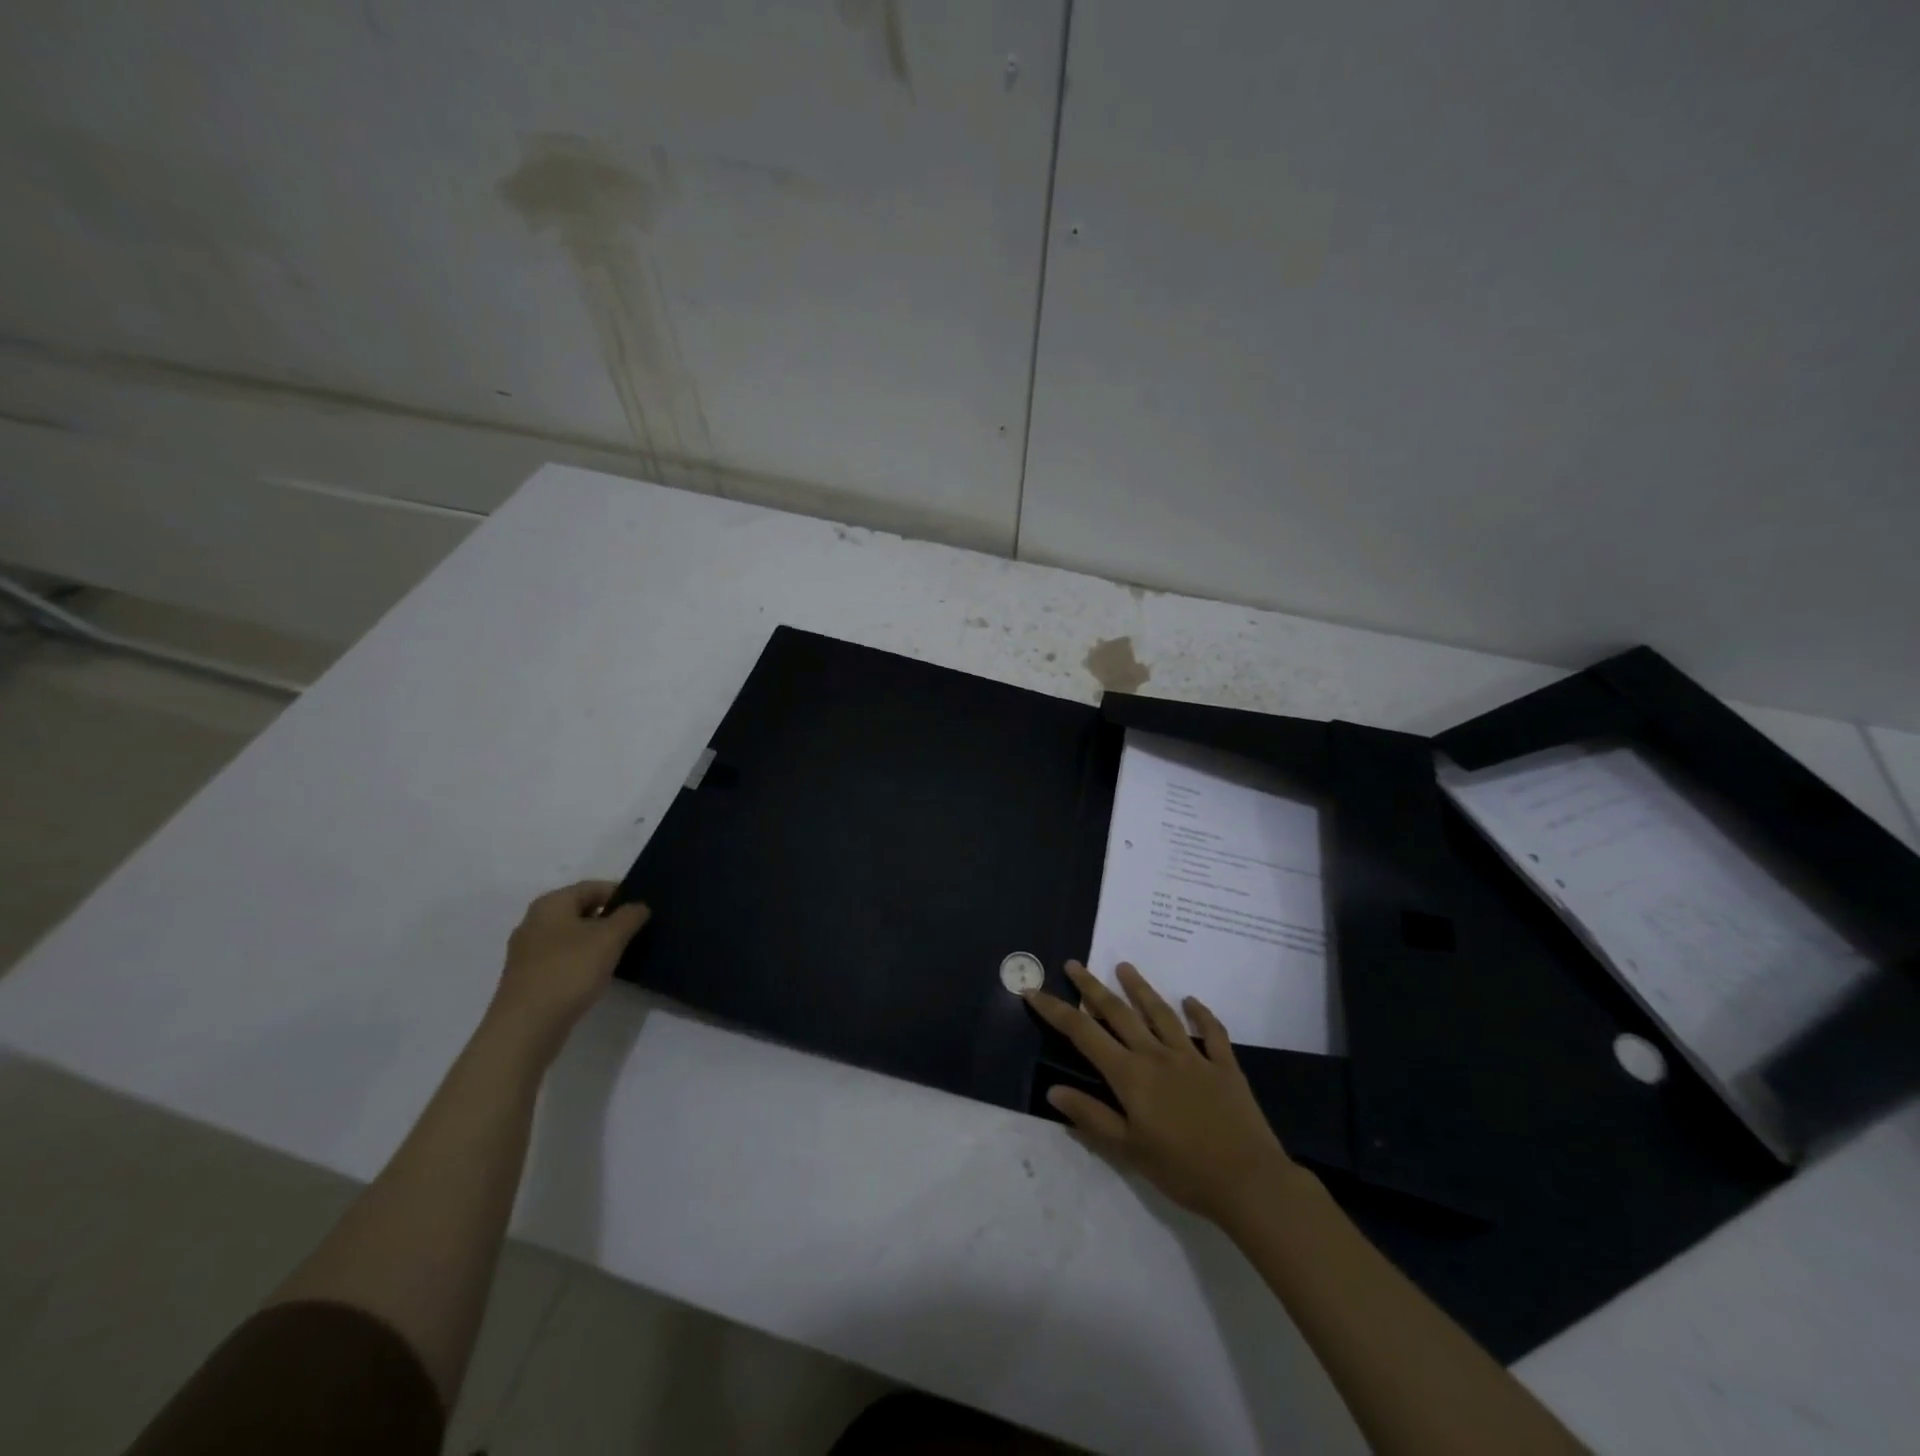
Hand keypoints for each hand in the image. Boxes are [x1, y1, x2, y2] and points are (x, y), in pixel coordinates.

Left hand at [485, 881, 648, 1064]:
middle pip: (581, 910)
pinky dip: (582, 960)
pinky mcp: (529, 977)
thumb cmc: (569, 971)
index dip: (621, 893)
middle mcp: (534, 922)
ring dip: (597, 941)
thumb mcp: (609, 938)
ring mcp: (528, 952)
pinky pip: (563, 958)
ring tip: (622, 953)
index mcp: (550, 904)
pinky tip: (598, 974)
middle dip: (610, 917)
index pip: (592, 887)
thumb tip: (639, 906)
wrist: (525, 1028)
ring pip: (572, 935)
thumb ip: (629, 916)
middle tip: (637, 930)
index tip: (644, 909)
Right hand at [1026, 961, 1310, 1227]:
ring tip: (1124, 967)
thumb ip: (1091, 1117)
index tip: (1034, 991)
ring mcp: (1192, 1057)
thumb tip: (1053, 1090)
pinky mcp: (1223, 1066)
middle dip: (1092, 986)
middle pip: (1118, 1012)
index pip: (1083, 1034)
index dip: (1056, 1011)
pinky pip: (1211, 1032)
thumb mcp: (1128, 1150)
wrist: (1248, 1181)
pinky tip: (1191, 1001)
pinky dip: (1201, 1013)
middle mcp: (1156, 1055)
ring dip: (1140, 988)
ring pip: (1160, 1013)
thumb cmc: (1182, 1170)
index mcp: (1130, 1075)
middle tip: (1075, 964)